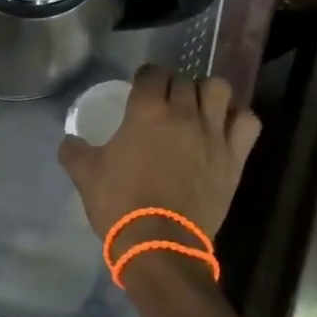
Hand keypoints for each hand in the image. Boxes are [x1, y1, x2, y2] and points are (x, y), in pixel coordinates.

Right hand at [57, 65, 262, 247]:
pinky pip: (248, 122)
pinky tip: (225, 128)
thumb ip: (74, 151)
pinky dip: (239, 119)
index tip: (140, 88)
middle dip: (174, 86)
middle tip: (165, 103)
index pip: (152, 73)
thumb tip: (69, 140)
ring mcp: (213, 133)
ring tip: (199, 109)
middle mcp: (183, 113)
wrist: (160, 244)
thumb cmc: (120, 204)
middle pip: (185, 79)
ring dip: (208, 94)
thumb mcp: (85, 175)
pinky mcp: (234, 156)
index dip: (146, 77)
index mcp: (147, 111)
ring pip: (220, 89)